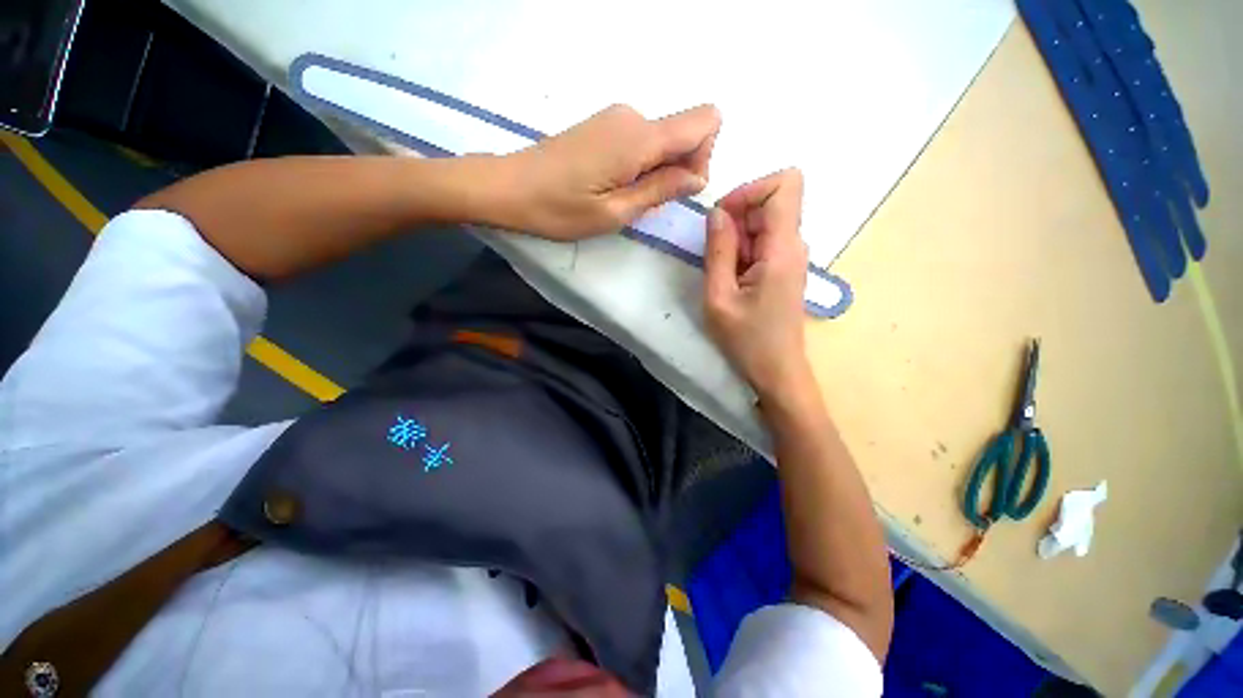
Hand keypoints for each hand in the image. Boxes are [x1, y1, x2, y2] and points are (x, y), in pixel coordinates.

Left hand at [496, 104, 719, 239]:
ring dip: (656, 172)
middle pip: (686, 132)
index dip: (703, 157)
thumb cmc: (560, 208)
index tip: (676, 189)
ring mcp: (617, 118)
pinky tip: (613, 185)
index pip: (705, 121)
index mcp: (639, 137)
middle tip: (643, 203)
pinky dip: (640, 166)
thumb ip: (660, 190)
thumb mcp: (615, 213)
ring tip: (622, 198)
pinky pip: (642, 141)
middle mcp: (633, 116)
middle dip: (678, 170)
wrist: (509, 187)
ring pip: (663, 140)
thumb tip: (698, 177)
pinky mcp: (604, 126)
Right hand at [703, 169, 811, 398]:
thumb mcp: (718, 297)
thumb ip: (718, 251)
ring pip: (764, 223)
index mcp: (783, 248)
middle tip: (719, 259)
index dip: (750, 190)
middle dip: (737, 221)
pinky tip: (734, 281)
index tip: (723, 220)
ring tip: (726, 276)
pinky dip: (743, 253)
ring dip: (737, 240)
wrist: (776, 371)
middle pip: (770, 202)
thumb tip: (717, 212)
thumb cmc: (747, 340)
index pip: (785, 183)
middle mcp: (794, 245)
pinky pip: (763, 243)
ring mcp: (791, 257)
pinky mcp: (785, 268)